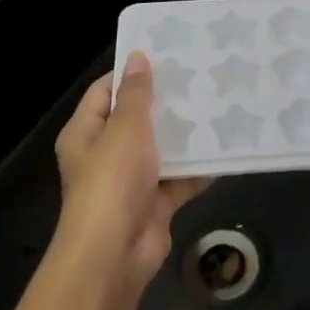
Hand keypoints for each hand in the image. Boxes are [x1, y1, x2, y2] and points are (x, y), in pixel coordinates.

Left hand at [55, 51, 209, 287]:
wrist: (115, 254)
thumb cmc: (112, 181)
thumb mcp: (126, 128)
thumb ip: (136, 94)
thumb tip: (136, 58)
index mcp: (85, 133)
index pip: (105, 92)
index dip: (130, 74)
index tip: (165, 56)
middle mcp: (104, 154)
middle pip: (135, 120)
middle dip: (165, 103)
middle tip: (199, 78)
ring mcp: (130, 181)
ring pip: (160, 150)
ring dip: (184, 135)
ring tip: (217, 106)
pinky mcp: (154, 204)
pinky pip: (178, 179)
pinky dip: (198, 169)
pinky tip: (224, 150)